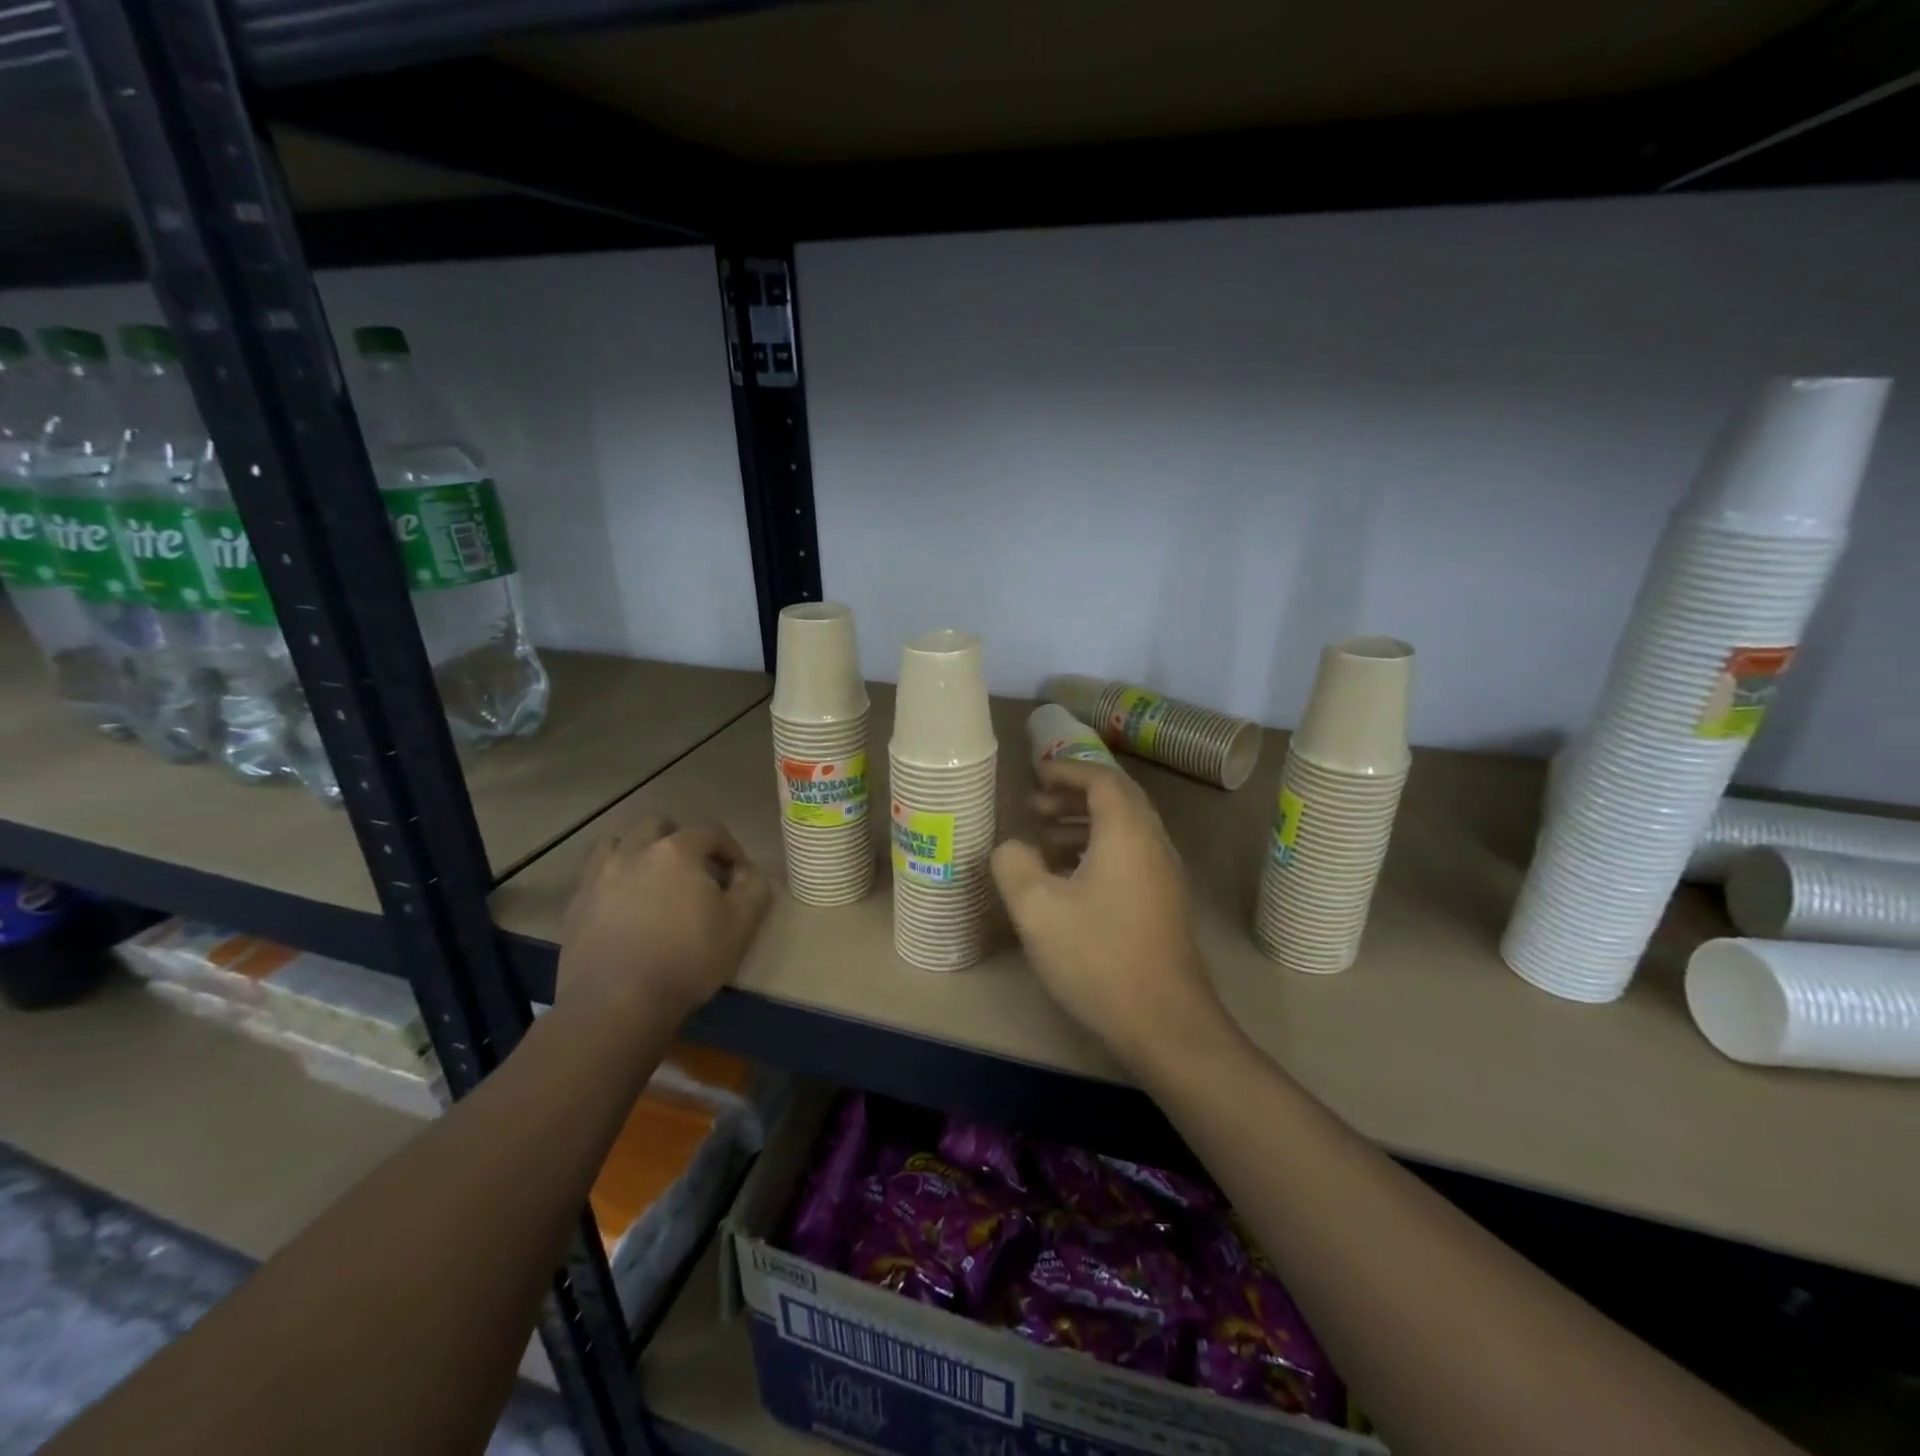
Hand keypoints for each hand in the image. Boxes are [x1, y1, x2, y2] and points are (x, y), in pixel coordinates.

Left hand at [557, 818, 771, 1025]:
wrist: (616, 1004)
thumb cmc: (687, 960)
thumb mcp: (741, 925)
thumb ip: (753, 888)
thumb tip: (746, 872)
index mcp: (677, 851)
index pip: (711, 831)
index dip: (730, 849)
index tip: (738, 876)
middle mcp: (634, 852)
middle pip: (659, 826)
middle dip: (680, 841)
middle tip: (694, 873)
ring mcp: (599, 876)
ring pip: (618, 843)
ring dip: (639, 853)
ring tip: (652, 882)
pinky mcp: (576, 905)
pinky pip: (595, 876)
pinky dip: (612, 880)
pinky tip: (623, 907)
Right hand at [992, 760, 1222, 1072]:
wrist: (1164, 1022)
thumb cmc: (1098, 956)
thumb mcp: (1037, 909)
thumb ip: (1014, 865)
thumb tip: (1011, 847)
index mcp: (1127, 833)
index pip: (1101, 780)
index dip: (1066, 771)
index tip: (1035, 774)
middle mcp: (1153, 845)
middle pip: (1117, 801)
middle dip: (1074, 796)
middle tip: (1035, 806)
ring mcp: (1163, 876)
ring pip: (1124, 831)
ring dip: (1084, 825)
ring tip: (1043, 840)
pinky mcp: (1163, 904)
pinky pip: (1129, 858)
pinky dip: (1097, 852)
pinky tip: (1067, 880)